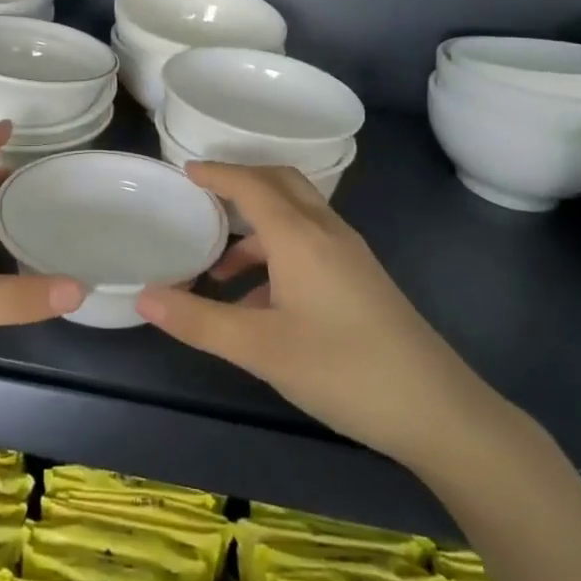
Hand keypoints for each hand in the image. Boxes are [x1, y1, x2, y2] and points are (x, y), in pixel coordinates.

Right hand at [137, 164, 509, 473]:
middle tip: (203, 196)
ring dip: (256, 229)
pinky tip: (259, 303)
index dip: (217, 173)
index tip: (185, 169)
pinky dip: (277, 254)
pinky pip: (309, 245)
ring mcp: (349, 255)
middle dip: (241, 183)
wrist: (437, 410)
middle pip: (280, 184)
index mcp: (299, 235)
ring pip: (296, 218)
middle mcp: (326, 232)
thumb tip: (143, 296)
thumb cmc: (342, 369)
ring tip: (218, 268)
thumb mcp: (260, 348)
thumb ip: (199, 320)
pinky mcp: (361, 280)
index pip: (251, 184)